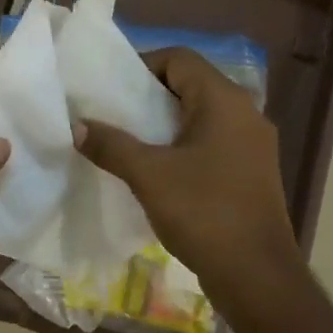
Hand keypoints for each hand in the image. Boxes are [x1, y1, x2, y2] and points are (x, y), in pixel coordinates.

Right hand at [74, 47, 298, 304]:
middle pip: (191, 85)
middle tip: (113, 115)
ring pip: (200, 117)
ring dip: (164, 124)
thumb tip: (77, 126)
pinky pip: (210, 143)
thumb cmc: (203, 212)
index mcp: (224, 101)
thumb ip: (111, 145)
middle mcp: (245, 113)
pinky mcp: (250, 172)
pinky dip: (181, 146)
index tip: (110, 90)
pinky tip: (156, 171)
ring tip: (128, 142)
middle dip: (148, 97)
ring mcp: (251, 144)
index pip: (180, 59)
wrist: (255, 273)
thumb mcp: (148, 175)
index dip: (142, 65)